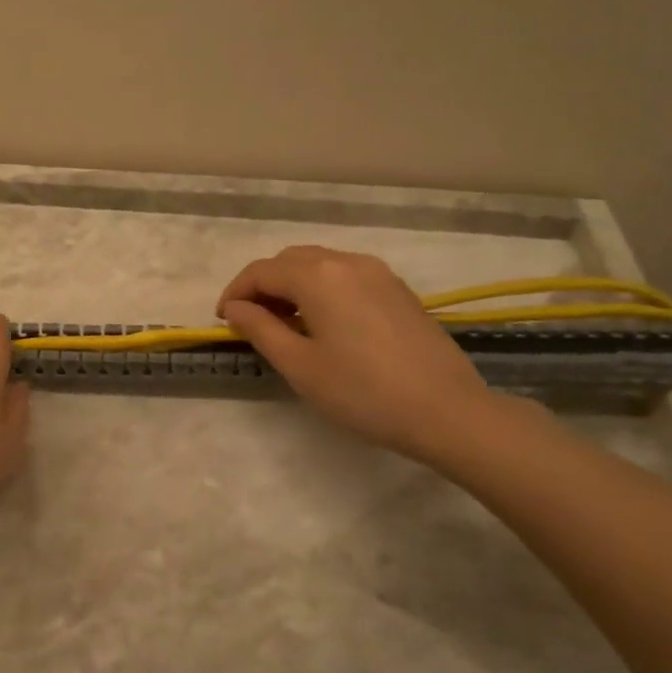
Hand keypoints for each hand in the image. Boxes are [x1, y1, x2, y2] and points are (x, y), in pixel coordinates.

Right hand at [217, 246, 496, 457]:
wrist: (448, 411)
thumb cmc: (363, 392)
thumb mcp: (300, 365)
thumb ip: (260, 329)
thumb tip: (235, 309)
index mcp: (317, 275)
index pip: (260, 271)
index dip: (235, 293)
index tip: (223, 322)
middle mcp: (346, 261)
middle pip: (289, 261)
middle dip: (262, 286)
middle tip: (251, 323)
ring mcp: (377, 272)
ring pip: (319, 264)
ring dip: (292, 286)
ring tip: (285, 324)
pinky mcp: (397, 289)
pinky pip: (345, 275)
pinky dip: (322, 289)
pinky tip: (324, 323)